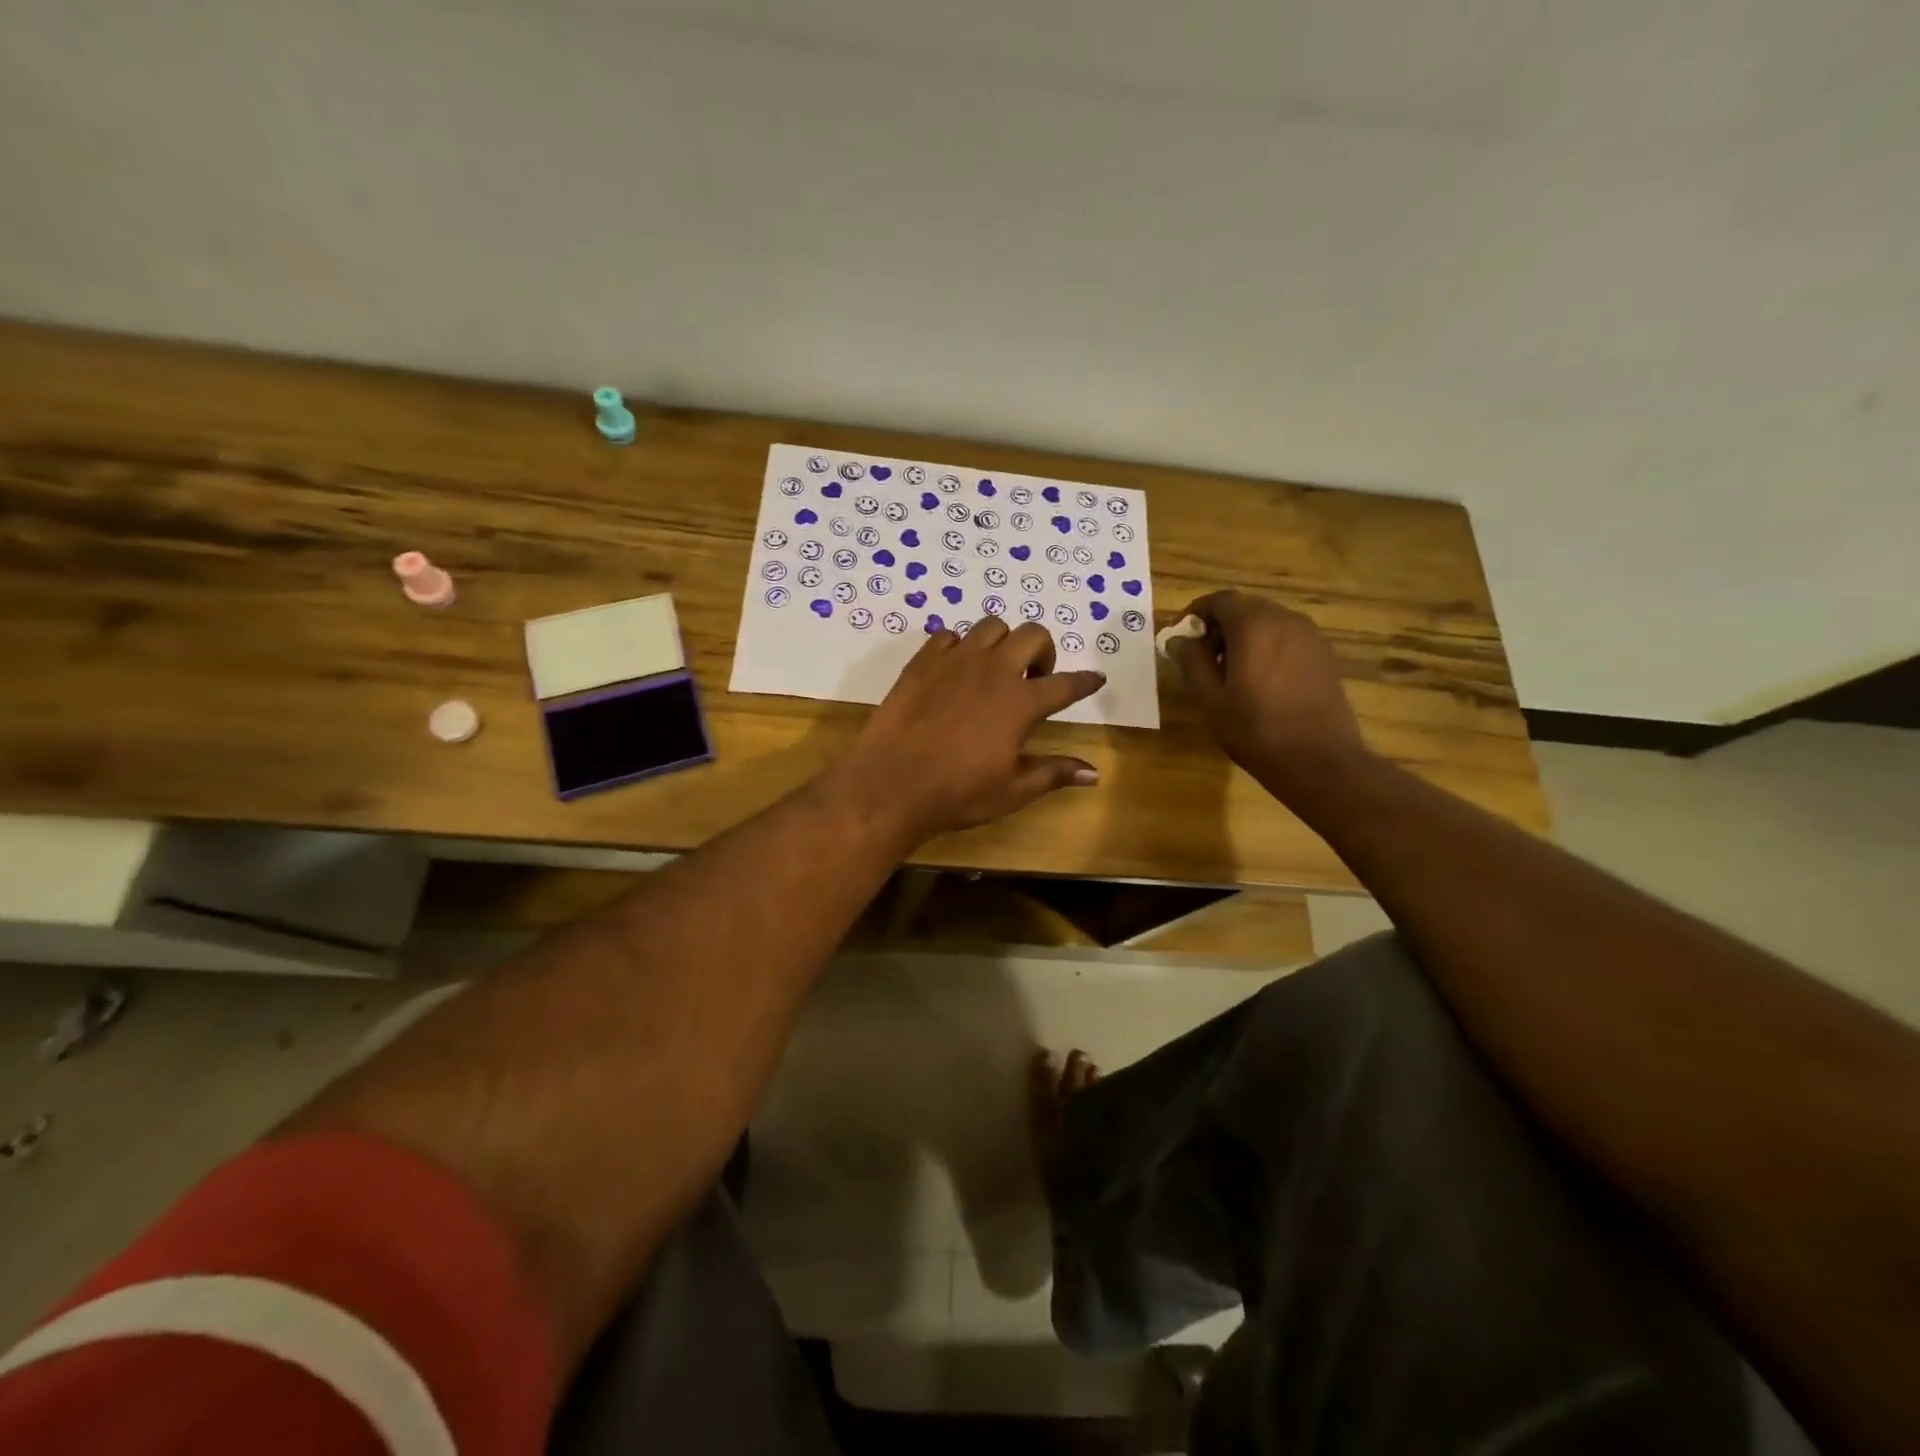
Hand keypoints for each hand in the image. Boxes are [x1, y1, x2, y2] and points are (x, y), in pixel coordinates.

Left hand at [831, 620, 1106, 844]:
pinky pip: (948, 636)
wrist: (891, 784)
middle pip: (1033, 636)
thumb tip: (1093, 773)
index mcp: (1021, 702)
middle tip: (1034, 679)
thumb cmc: (957, 793)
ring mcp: (955, 660)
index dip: (1084, 682)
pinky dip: (959, 647)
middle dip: (1043, 652)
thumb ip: (1053, 773)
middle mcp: (993, 670)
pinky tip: (955, 670)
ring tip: (995, 669)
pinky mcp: (922, 661)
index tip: (1095, 678)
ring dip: (1003, 642)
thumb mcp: (1012, 790)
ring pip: (992, 627)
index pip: (1065, 684)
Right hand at [1168, 591, 1366, 800]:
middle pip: (1246, 608)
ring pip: (1268, 624)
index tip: (1180, 636)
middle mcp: (1286, 620)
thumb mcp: (1210, 699)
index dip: (1195, 613)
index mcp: (1254, 625)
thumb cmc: (1255, 729)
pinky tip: (1260, 683)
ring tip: (1229, 673)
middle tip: (1201, 658)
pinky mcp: (1325, 657)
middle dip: (1219, 627)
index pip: (1220, 600)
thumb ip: (1192, 662)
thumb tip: (1178, 641)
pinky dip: (1267, 649)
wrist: (1319, 761)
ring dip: (1244, 638)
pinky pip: (1288, 640)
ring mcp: (1311, 637)